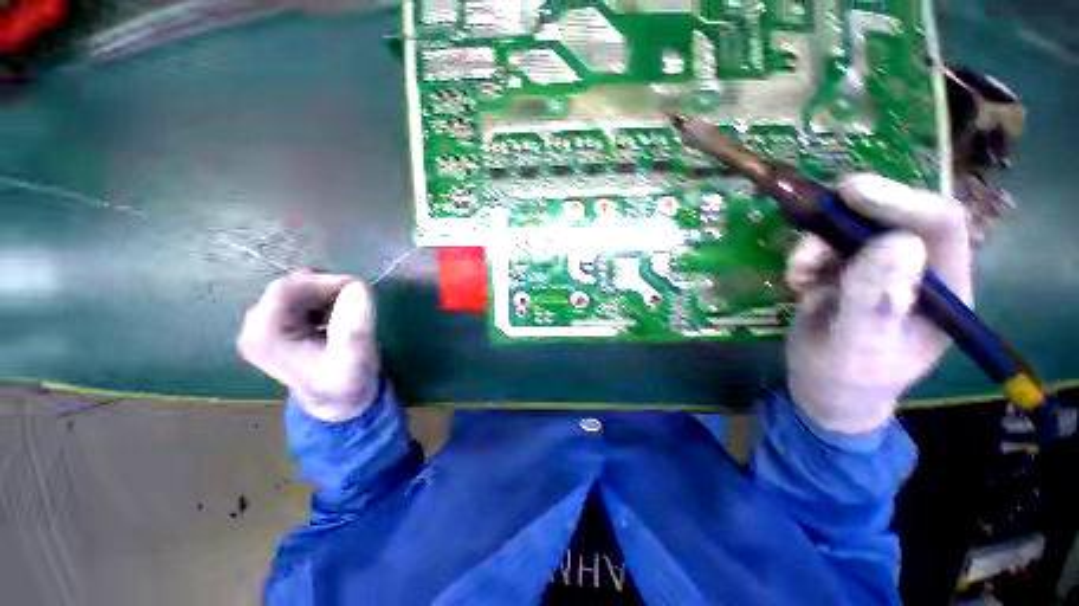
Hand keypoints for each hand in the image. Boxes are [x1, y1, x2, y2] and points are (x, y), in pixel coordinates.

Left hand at [237, 270, 379, 421]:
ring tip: (348, 313)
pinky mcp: (278, 322)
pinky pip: (301, 296)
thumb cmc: (346, 384)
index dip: (325, 282)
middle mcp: (255, 326)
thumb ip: (355, 326)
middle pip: (291, 287)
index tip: (360, 288)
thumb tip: (358, 286)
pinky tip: (337, 316)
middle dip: (328, 289)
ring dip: (328, 294)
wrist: (338, 400)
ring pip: (298, 288)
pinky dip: (324, 299)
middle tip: (358, 302)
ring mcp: (264, 323)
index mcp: (264, 337)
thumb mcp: (356, 359)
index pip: (287, 290)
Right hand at [785, 174, 972, 433]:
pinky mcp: (848, 270)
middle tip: (810, 222)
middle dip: (846, 218)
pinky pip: (825, 244)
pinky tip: (797, 281)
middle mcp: (917, 267)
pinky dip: (804, 256)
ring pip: (851, 227)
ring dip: (816, 243)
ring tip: (798, 275)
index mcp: (943, 287)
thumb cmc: (847, 377)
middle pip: (892, 215)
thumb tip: (897, 242)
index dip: (901, 202)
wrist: (822, 386)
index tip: (851, 193)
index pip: (939, 225)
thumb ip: (875, 302)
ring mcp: (880, 267)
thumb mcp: (858, 347)